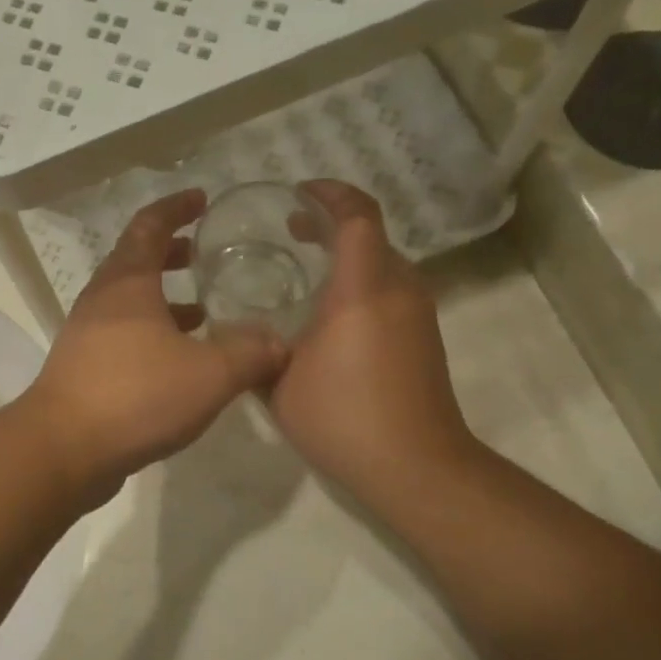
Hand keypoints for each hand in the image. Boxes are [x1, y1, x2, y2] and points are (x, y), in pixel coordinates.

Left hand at [20, 191, 287, 497]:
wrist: (63, 449)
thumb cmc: (136, 395)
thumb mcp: (209, 374)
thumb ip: (250, 353)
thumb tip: (279, 342)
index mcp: (127, 283)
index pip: (150, 225)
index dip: (176, 208)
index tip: (201, 199)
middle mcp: (101, 301)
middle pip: (136, 260)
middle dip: (171, 253)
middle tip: (203, 254)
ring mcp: (87, 335)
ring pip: (129, 302)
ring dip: (164, 299)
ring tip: (203, 311)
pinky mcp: (84, 368)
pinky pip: (123, 336)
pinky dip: (153, 333)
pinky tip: (178, 361)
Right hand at [269, 182, 478, 496]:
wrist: (416, 467)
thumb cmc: (342, 417)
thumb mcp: (279, 382)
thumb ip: (255, 348)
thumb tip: (236, 335)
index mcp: (363, 289)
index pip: (356, 217)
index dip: (330, 194)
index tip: (298, 192)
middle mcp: (398, 290)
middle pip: (372, 235)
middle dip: (331, 224)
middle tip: (290, 231)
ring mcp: (418, 314)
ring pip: (383, 263)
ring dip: (347, 255)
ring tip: (305, 268)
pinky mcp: (424, 338)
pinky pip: (391, 290)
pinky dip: (361, 282)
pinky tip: (329, 313)